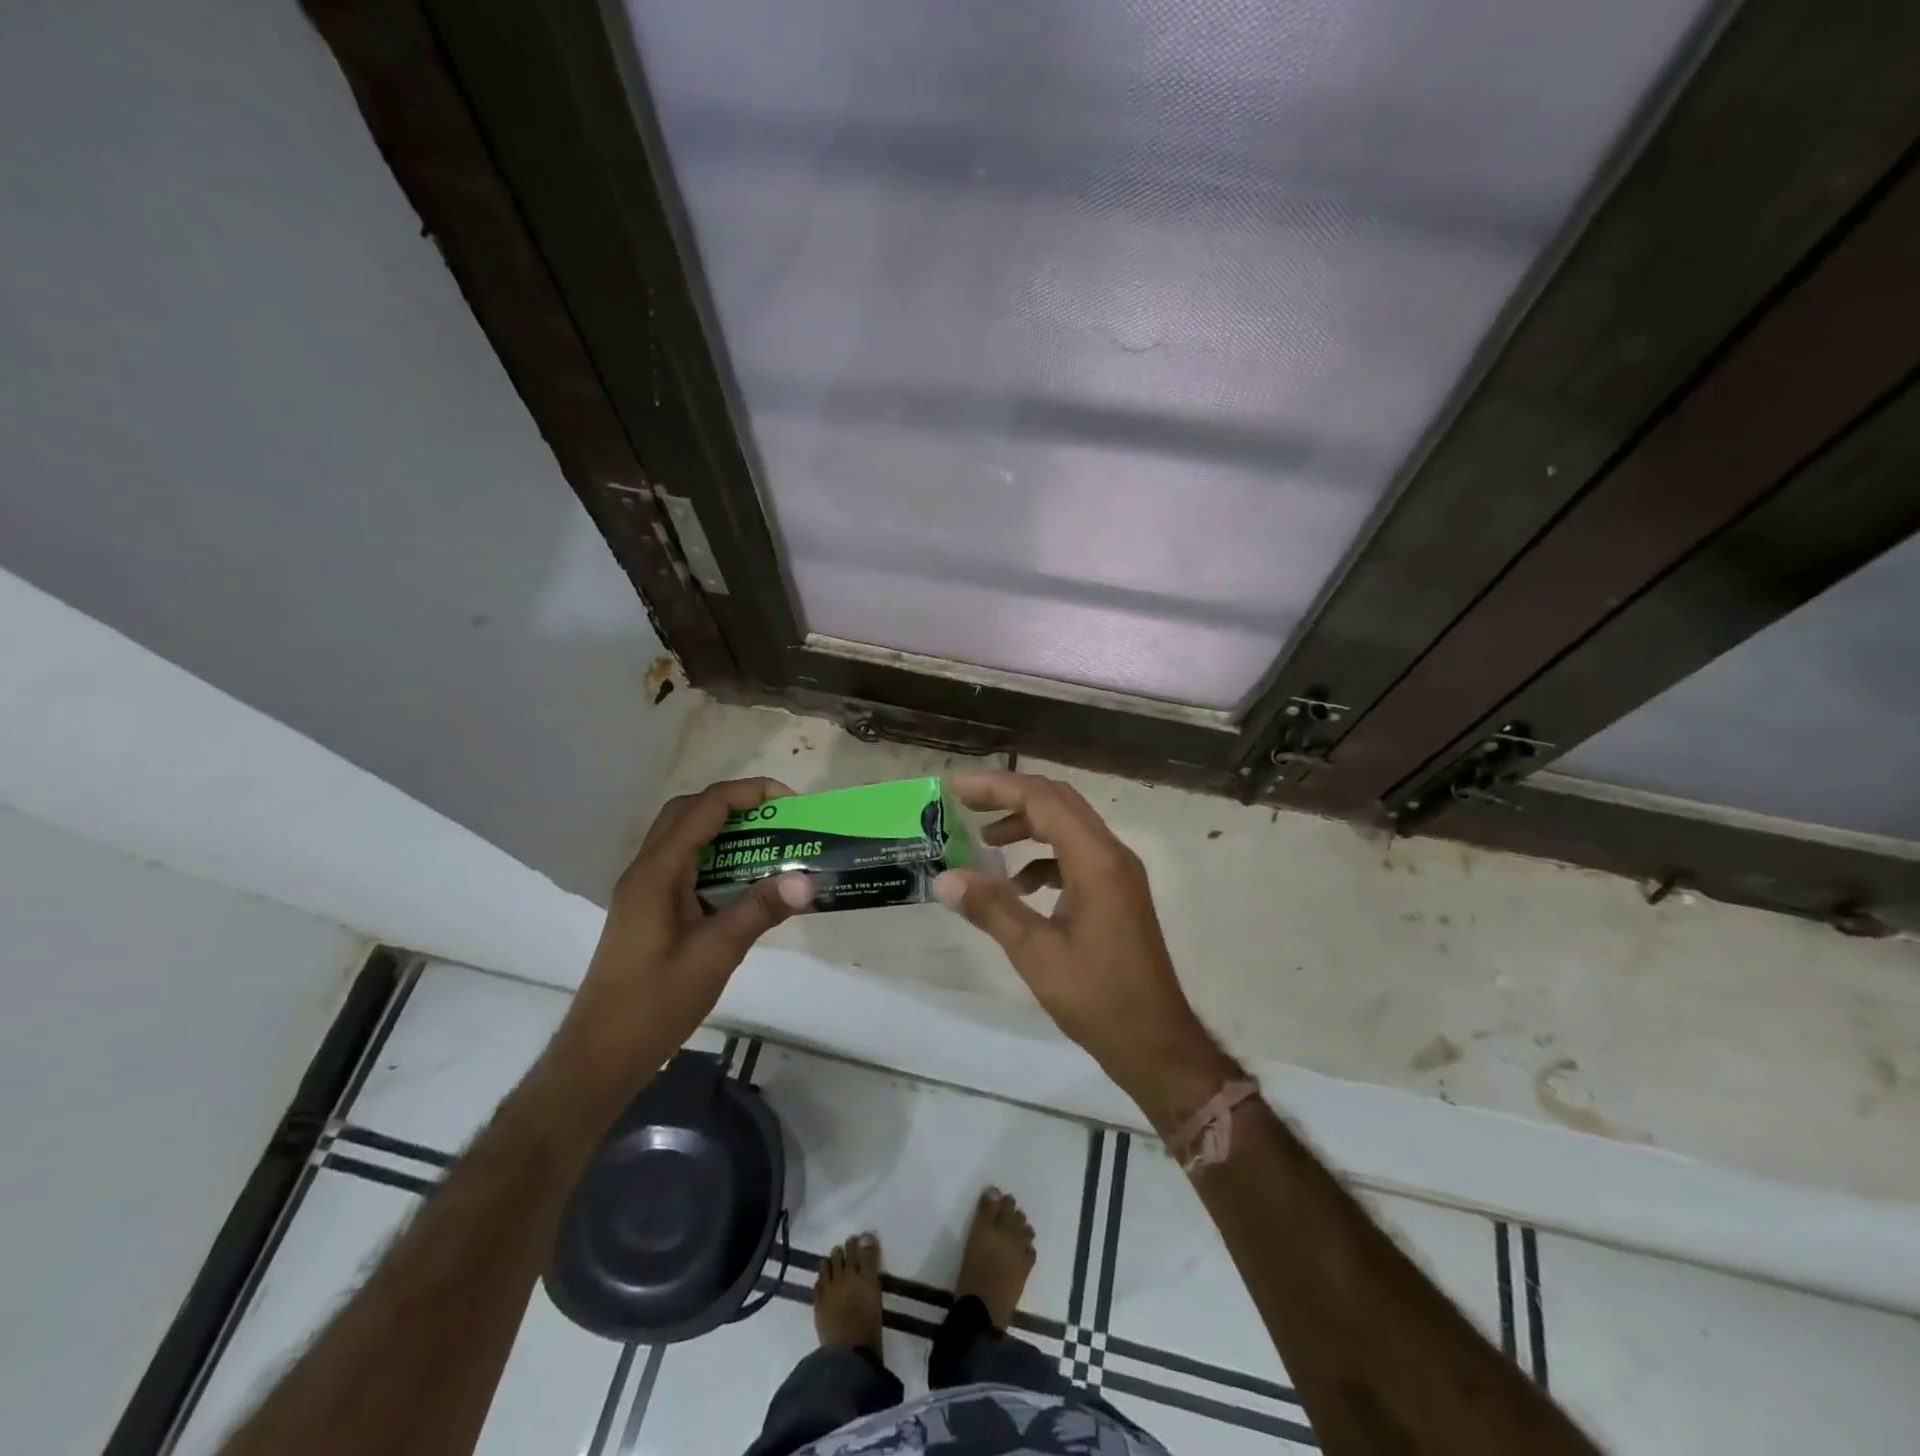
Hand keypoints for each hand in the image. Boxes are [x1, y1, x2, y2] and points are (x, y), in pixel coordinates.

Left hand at [565, 778, 811, 1064]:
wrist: (602, 1054)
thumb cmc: (655, 1003)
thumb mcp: (716, 955)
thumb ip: (759, 910)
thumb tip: (807, 880)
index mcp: (657, 873)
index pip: (704, 809)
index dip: (747, 794)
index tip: (790, 802)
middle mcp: (646, 871)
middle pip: (688, 812)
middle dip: (735, 804)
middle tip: (778, 819)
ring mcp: (644, 890)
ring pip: (684, 837)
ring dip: (725, 830)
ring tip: (770, 844)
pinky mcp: (649, 909)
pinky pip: (684, 865)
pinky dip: (716, 858)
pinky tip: (744, 882)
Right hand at [931, 771, 1232, 1121]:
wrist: (1155, 1041)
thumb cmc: (1097, 997)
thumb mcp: (1035, 953)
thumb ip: (991, 908)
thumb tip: (945, 878)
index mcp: (1096, 860)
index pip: (1043, 799)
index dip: (997, 787)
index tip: (956, 789)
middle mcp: (1112, 854)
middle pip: (1058, 802)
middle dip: (1010, 797)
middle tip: (965, 804)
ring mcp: (1118, 873)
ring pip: (1068, 827)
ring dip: (1027, 825)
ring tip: (984, 842)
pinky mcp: (1117, 893)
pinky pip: (1076, 855)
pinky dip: (1043, 857)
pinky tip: (1018, 885)